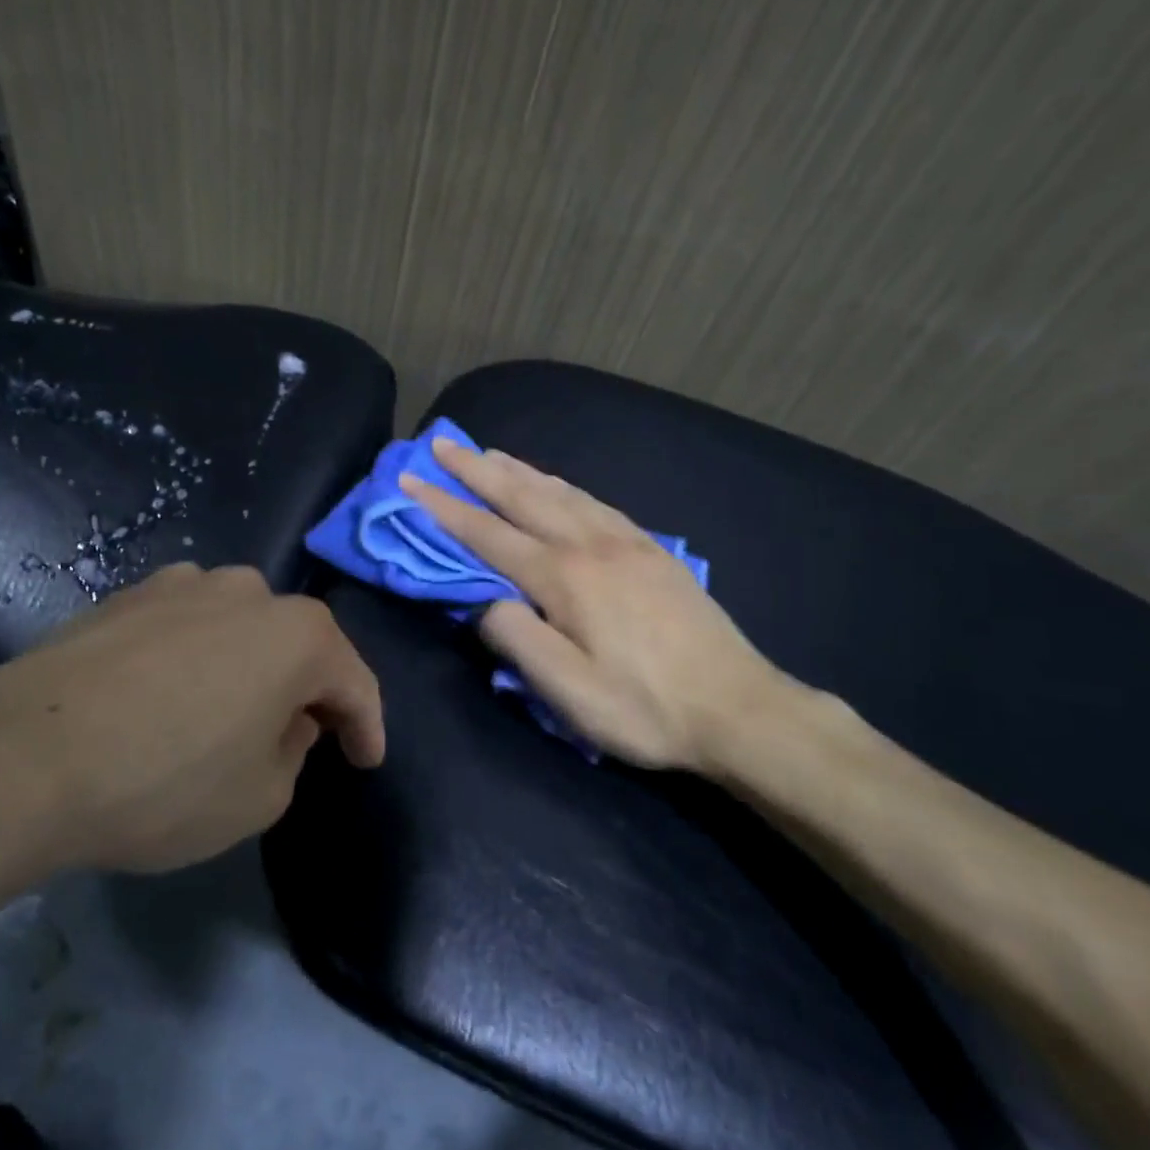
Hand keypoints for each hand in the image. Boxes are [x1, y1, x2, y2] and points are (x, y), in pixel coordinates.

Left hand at [0, 563, 383, 879]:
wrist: (23, 756)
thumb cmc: (165, 781)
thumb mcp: (258, 798)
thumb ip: (292, 754)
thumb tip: (285, 721)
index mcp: (297, 634)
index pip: (353, 682)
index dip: (366, 725)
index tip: (365, 759)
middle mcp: (248, 592)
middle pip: (296, 643)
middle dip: (305, 689)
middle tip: (298, 735)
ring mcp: (183, 585)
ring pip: (239, 627)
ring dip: (247, 665)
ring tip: (227, 710)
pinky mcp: (127, 594)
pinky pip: (184, 625)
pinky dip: (194, 655)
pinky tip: (167, 692)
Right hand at [401, 439, 841, 775]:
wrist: (738, 707)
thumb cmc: (645, 707)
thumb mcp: (569, 692)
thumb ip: (517, 639)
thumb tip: (486, 601)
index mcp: (563, 577)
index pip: (488, 533)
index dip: (444, 507)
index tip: (411, 481)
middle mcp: (589, 544)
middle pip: (521, 495)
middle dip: (475, 468)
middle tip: (440, 441)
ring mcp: (625, 540)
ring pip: (558, 490)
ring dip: (516, 468)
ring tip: (487, 452)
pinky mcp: (651, 547)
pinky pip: (592, 500)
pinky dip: (560, 483)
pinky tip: (555, 482)